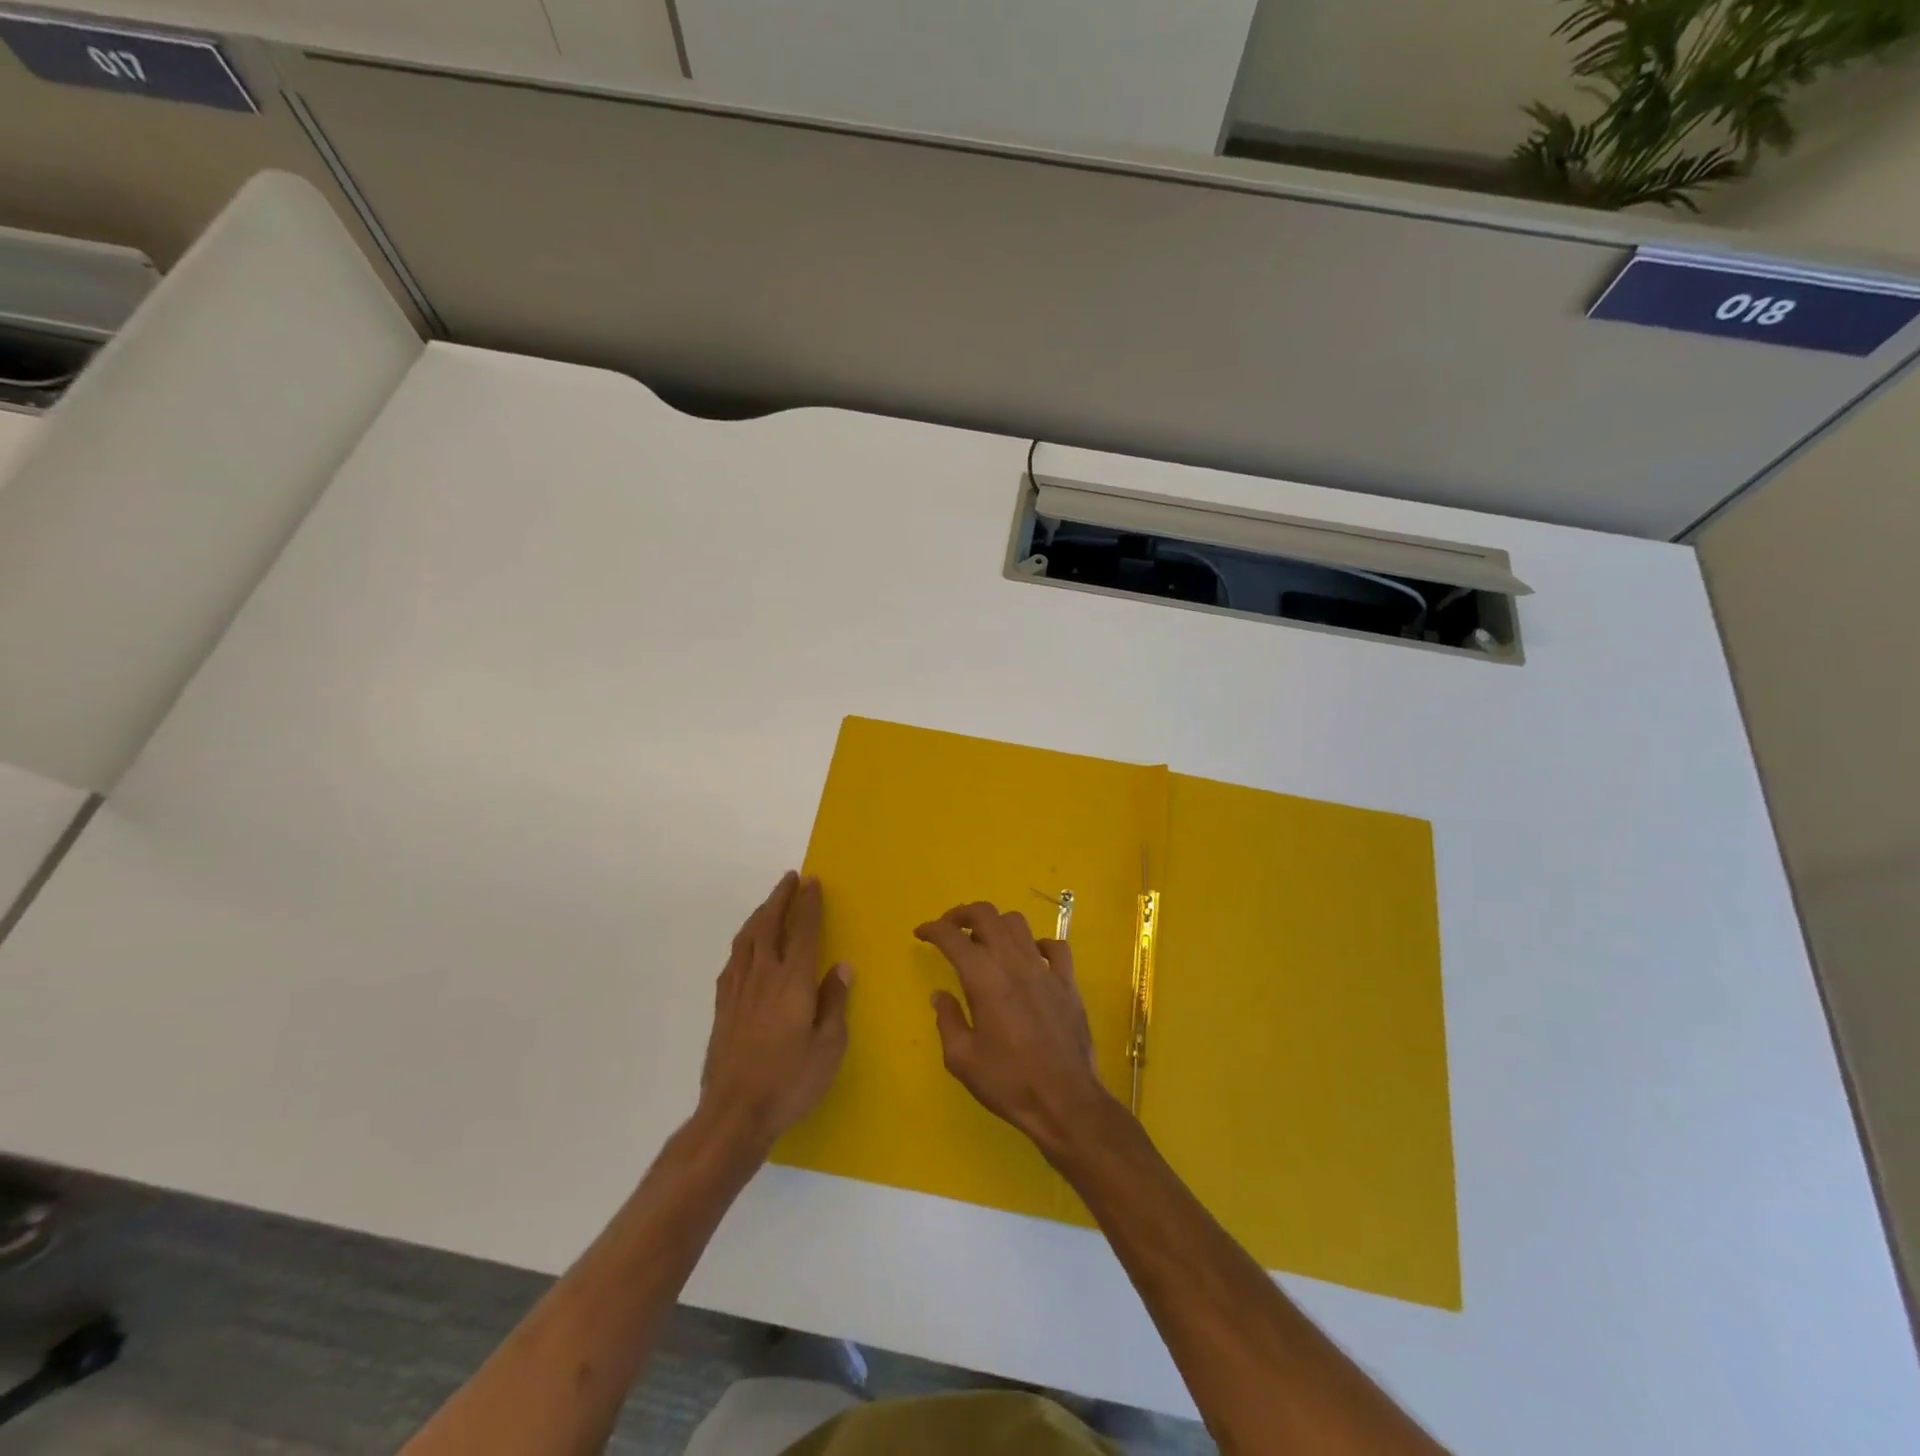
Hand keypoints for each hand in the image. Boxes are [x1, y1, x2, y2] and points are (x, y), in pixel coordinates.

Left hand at [699, 872, 851, 1152]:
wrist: (734, 1113)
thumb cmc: (790, 1080)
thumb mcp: (829, 1046)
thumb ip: (834, 1002)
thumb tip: (842, 966)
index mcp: (792, 980)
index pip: (802, 930)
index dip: (808, 904)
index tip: (813, 882)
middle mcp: (762, 975)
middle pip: (769, 924)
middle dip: (780, 898)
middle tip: (790, 878)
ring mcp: (738, 990)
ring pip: (747, 938)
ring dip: (760, 914)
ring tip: (770, 903)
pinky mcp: (722, 1007)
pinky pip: (733, 960)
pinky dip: (744, 941)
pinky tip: (746, 946)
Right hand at [916, 902, 1116, 1158]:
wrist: (1066, 1101)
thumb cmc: (1009, 1082)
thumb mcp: (962, 1059)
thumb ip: (948, 1020)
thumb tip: (940, 995)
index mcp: (984, 979)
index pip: (953, 937)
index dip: (933, 929)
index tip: (921, 933)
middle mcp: (1014, 963)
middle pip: (987, 915)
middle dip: (962, 914)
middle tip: (949, 928)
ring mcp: (1045, 969)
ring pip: (1018, 924)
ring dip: (996, 924)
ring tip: (984, 942)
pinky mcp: (1068, 982)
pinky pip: (1055, 946)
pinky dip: (1036, 944)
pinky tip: (1029, 958)